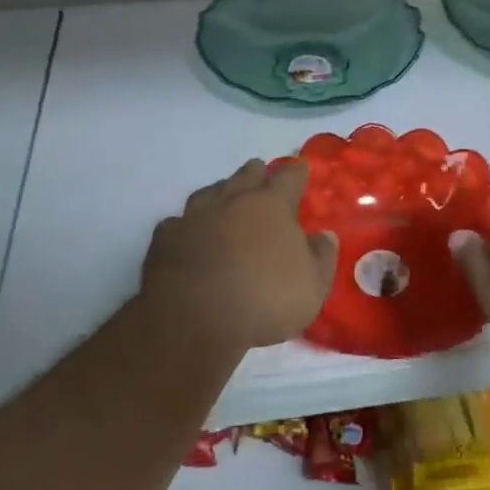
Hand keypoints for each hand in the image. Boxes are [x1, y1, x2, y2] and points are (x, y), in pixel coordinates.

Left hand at [143, 160, 338, 351]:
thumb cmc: (264, 299)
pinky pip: (177, 223)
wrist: (194, 319)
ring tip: (224, 197)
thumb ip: (322, 256)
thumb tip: (324, 236)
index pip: (288, 177)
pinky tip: (187, 234)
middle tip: (260, 175)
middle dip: (256, 173)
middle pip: (246, 175)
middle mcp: (232, 200)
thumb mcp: (313, 285)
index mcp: (271, 205)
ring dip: (220, 192)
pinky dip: (186, 226)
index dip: (296, 172)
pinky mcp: (166, 238)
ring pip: (209, 192)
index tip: (300, 169)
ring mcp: (195, 216)